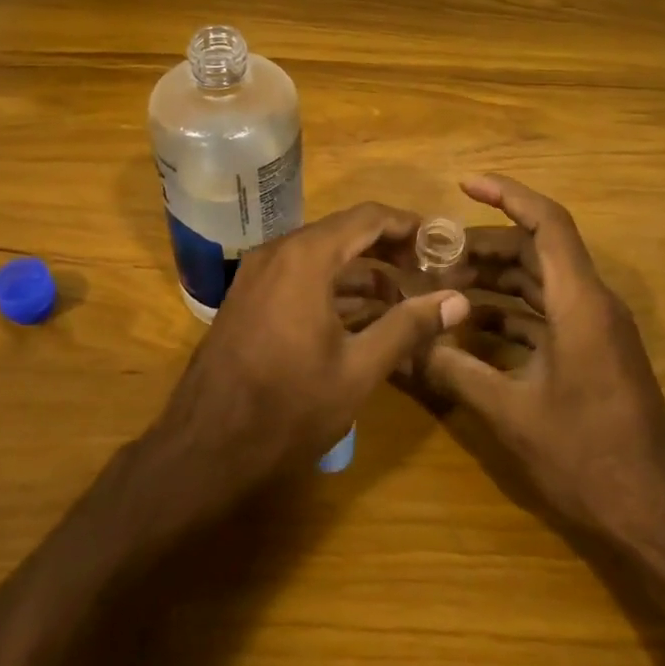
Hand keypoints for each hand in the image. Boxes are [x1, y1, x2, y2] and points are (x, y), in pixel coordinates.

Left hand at [149, 203, 469, 506]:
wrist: (206, 447)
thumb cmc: (289, 407)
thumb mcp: (359, 369)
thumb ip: (409, 327)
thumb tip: (458, 301)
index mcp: (306, 257)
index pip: (368, 217)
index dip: (408, 225)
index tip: (441, 241)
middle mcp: (278, 252)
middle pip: (344, 232)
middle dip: (388, 247)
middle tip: (427, 270)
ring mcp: (257, 273)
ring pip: (321, 254)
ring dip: (362, 269)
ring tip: (403, 296)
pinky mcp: (248, 296)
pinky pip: (299, 274)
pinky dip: (333, 284)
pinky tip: (361, 314)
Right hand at [423, 175, 664, 540]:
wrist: (655, 515)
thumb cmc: (587, 458)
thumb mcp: (511, 414)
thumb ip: (456, 372)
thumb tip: (409, 346)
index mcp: (579, 303)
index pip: (547, 224)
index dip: (507, 195)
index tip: (464, 183)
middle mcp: (592, 304)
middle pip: (538, 250)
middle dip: (486, 245)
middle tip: (434, 256)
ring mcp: (595, 329)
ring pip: (541, 281)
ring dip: (496, 278)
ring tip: (444, 285)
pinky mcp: (593, 353)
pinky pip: (547, 313)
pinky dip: (510, 311)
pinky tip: (471, 326)